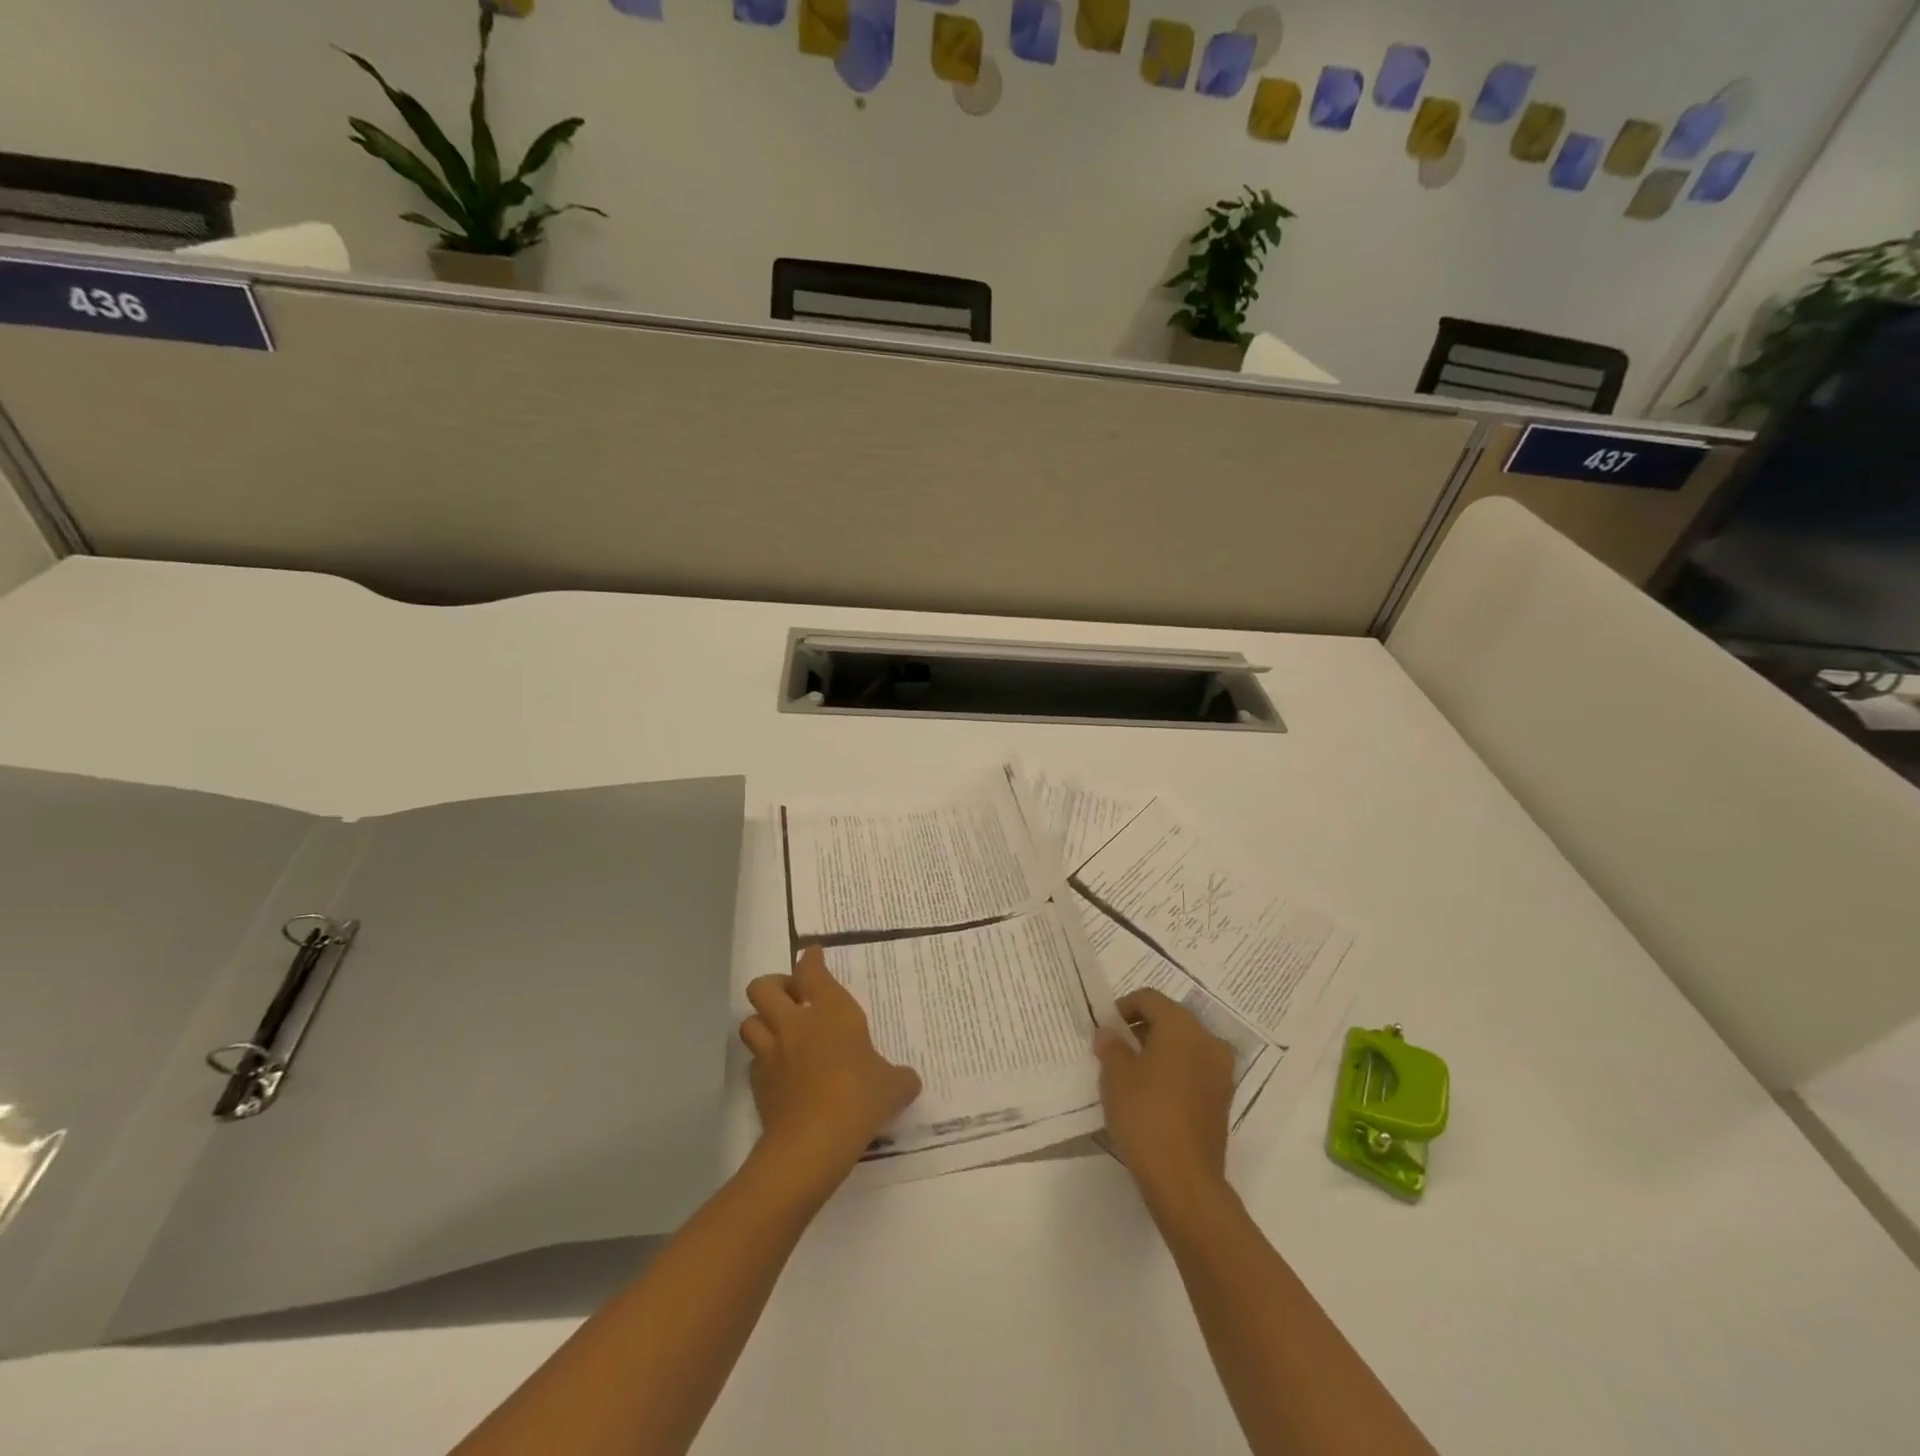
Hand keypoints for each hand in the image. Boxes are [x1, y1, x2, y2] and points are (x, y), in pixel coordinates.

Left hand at [740, 948, 922, 1200]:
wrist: (814, 1141)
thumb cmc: (859, 1098)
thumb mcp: (893, 1086)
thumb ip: (900, 1078)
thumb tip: (908, 1081)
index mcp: (831, 1011)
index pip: (812, 971)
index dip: (810, 959)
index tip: (813, 955)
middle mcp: (795, 1023)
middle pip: (764, 987)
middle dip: (774, 985)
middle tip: (792, 997)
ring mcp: (772, 1053)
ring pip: (749, 1021)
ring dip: (761, 1021)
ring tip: (779, 1031)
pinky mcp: (758, 1084)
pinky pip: (753, 1062)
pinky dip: (763, 1061)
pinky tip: (779, 1071)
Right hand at [1096, 988, 1234, 1211]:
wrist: (1184, 1179)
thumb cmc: (1145, 1115)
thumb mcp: (1115, 1075)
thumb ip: (1111, 1045)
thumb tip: (1110, 1032)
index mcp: (1182, 1026)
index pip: (1150, 999)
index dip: (1124, 1007)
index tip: (1106, 1028)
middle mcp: (1208, 1040)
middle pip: (1170, 1019)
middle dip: (1142, 1028)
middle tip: (1116, 1049)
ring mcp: (1221, 1071)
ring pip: (1185, 1045)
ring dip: (1159, 1050)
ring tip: (1132, 1073)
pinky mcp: (1223, 1099)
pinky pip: (1194, 1069)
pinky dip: (1174, 1070)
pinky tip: (1153, 1094)